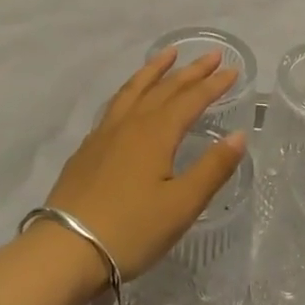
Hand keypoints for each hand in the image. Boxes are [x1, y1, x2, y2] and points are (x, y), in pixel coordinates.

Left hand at [44, 48, 246, 281]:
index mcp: (156, 134)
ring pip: (133, 91)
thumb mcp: (182, 204)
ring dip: (154, 71)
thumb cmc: (131, 230)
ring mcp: (104, 135)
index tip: (232, 69)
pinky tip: (130, 99)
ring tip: (168, 55)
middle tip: (210, 55)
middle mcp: (130, 125)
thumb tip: (239, 135)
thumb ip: (213, 168)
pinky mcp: (87, 150)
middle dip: (190, 71)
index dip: (213, 85)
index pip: (191, 100)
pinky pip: (114, 106)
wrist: (65, 250)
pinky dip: (130, 91)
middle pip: (164, 89)